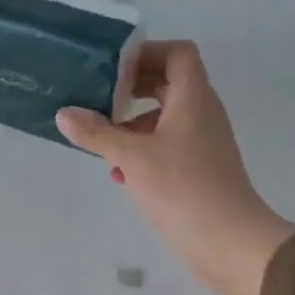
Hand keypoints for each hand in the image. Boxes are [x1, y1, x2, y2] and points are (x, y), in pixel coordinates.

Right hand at [57, 41, 294, 294]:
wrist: (230, 243)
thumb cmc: (182, 188)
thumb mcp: (131, 157)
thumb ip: (96, 133)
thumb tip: (64, 114)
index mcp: (193, 98)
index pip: (178, 53)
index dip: (147, 52)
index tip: (113, 68)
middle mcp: (202, 112)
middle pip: (168, 82)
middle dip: (132, 88)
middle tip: (98, 97)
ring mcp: (203, 142)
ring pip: (165, 116)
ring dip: (133, 122)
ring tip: (101, 138)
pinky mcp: (199, 168)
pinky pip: (168, 144)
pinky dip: (143, 148)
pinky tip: (119, 172)